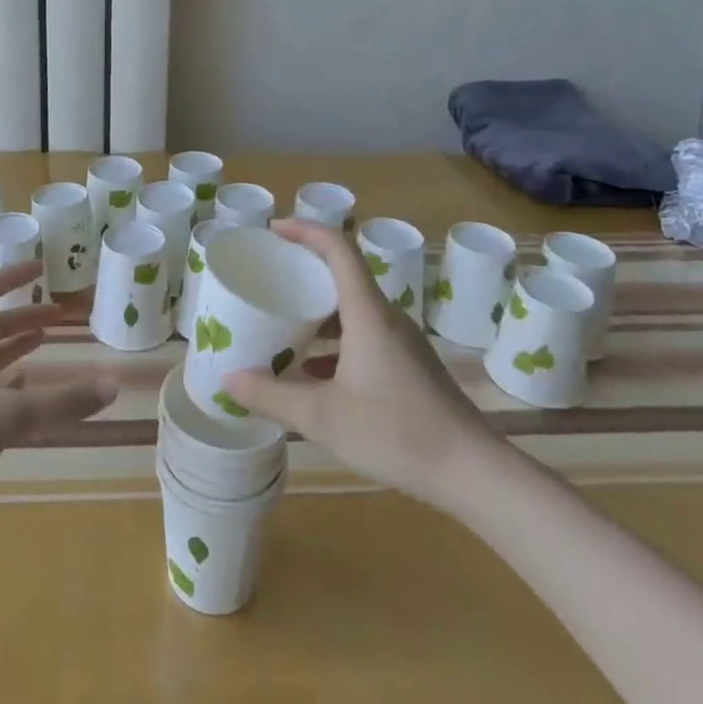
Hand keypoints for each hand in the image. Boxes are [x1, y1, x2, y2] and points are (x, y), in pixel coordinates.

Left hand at [0, 262, 116, 546]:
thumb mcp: (7, 414)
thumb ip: (61, 402)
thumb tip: (114, 385)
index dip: (11, 276)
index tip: (41, 268)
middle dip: (26, 317)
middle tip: (62, 314)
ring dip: (17, 347)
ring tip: (48, 340)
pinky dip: (9, 386)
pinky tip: (27, 389)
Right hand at [223, 219, 504, 513]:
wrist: (473, 473)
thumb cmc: (396, 432)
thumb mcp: (323, 417)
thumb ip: (272, 396)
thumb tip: (228, 379)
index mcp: (367, 313)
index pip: (338, 248)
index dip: (305, 230)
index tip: (273, 231)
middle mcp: (386, 318)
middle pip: (344, 274)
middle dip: (305, 270)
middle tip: (269, 277)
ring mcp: (403, 343)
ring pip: (354, 308)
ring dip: (319, 310)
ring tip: (284, 323)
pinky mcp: (410, 366)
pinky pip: (366, 334)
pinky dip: (336, 340)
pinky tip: (314, 372)